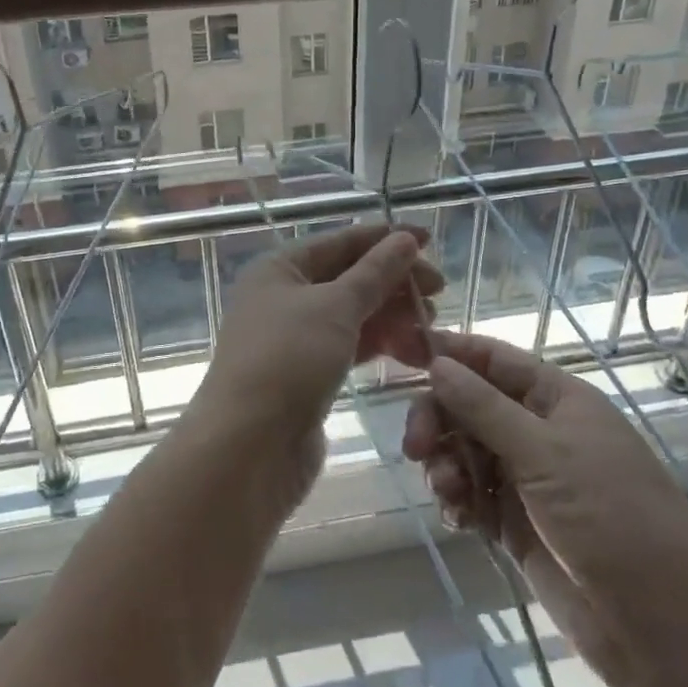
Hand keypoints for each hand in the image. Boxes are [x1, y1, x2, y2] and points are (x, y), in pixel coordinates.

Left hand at [186, 224, 441, 497]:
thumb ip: (375, 272)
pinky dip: (380, 345)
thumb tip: (405, 239)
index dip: (385, 238)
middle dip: (393, 282)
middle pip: (348, 277)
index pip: (340, 241)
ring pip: (352, 315)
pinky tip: (414, 352)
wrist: (248, 448)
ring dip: (392, 316)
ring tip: (432, 327)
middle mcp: (283, 297)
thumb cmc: (288, 360)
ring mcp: (294, 338)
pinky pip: (350, 347)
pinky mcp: (307, 375)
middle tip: (439, 293)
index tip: (430, 239)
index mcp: (280, 268)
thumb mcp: (335, 307)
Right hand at [403, 330, 687, 686]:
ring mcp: (526, 476)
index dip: (446, 350)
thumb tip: (437, 362)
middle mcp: (538, 429)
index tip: (397, 349)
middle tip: (416, 447)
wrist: (664, 631)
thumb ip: (484, 407)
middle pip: (468, 403)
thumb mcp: (545, 455)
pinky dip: (457, 499)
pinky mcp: (516, 520)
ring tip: (449, 493)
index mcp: (556, 398)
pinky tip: (458, 518)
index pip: (490, 357)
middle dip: (438, 418)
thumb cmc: (612, 520)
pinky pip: (470, 492)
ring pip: (464, 448)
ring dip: (445, 463)